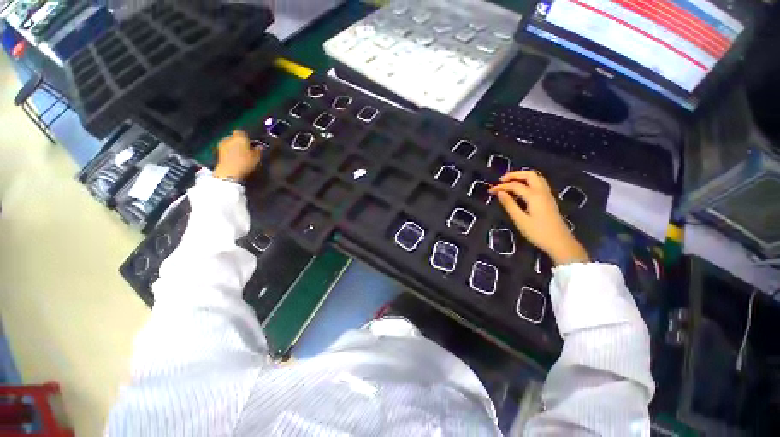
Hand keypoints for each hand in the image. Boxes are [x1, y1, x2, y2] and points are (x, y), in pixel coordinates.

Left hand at [213, 130, 261, 181]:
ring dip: (235, 146)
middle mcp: (230, 137)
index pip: (243, 132)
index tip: (252, 144)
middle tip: (247, 150)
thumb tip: (260, 146)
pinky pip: (226, 148)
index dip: (247, 138)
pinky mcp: (218, 151)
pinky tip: (234, 158)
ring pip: (231, 142)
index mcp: (240, 136)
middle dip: (240, 142)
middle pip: (236, 137)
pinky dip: (230, 151)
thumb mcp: (256, 157)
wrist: (229, 172)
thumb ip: (259, 150)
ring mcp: (222, 143)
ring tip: (241, 155)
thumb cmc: (245, 163)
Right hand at [490, 171, 588, 265]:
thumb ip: (509, 205)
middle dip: (514, 175)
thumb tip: (500, 193)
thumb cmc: (538, 233)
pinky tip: (521, 189)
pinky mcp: (549, 200)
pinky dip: (528, 182)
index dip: (501, 187)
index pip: (515, 185)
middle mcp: (542, 191)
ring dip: (522, 177)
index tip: (490, 191)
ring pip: (536, 178)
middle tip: (501, 180)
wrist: (560, 243)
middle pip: (529, 175)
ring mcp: (548, 195)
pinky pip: (539, 183)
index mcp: (534, 196)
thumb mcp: (520, 220)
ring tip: (510, 182)